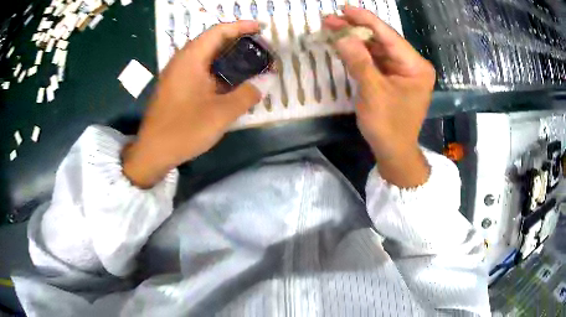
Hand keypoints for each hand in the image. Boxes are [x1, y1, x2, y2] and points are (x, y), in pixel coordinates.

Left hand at [123, 21, 275, 187]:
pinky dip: (216, 69)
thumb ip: (247, 94)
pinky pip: (199, 69)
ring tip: (248, 62)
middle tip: (258, 48)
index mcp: (190, 59)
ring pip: (205, 55)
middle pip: (212, 41)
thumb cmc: (184, 130)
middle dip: (236, 40)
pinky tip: (229, 80)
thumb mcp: (221, 114)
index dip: (241, 26)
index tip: (261, 28)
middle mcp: (181, 60)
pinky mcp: (175, 86)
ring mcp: (176, 74)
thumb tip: (267, 80)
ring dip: (226, 55)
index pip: (218, 31)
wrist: (153, 152)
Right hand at [324, 7, 435, 187]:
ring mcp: (402, 71)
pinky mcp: (393, 78)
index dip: (366, 20)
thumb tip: (342, 36)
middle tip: (331, 19)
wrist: (394, 152)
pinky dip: (359, 53)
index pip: (389, 36)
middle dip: (356, 29)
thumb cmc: (388, 125)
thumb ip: (359, 61)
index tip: (344, 8)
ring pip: (377, 49)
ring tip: (332, 28)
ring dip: (355, 40)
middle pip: (382, 40)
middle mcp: (412, 65)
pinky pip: (375, 60)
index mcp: (416, 66)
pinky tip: (344, 45)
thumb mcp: (373, 92)